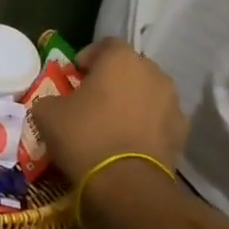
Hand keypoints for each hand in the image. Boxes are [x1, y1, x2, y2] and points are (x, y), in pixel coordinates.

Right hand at [32, 38, 186, 198]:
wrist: (126, 183)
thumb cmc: (84, 136)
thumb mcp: (46, 113)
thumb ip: (51, 98)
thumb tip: (54, 103)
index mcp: (121, 59)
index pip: (105, 44)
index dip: (87, 57)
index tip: (74, 76)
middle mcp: (153, 73)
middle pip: (129, 67)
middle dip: (111, 79)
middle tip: (90, 99)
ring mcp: (172, 102)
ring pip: (146, 92)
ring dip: (130, 101)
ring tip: (111, 122)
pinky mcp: (182, 132)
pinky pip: (158, 118)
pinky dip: (145, 124)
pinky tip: (127, 141)